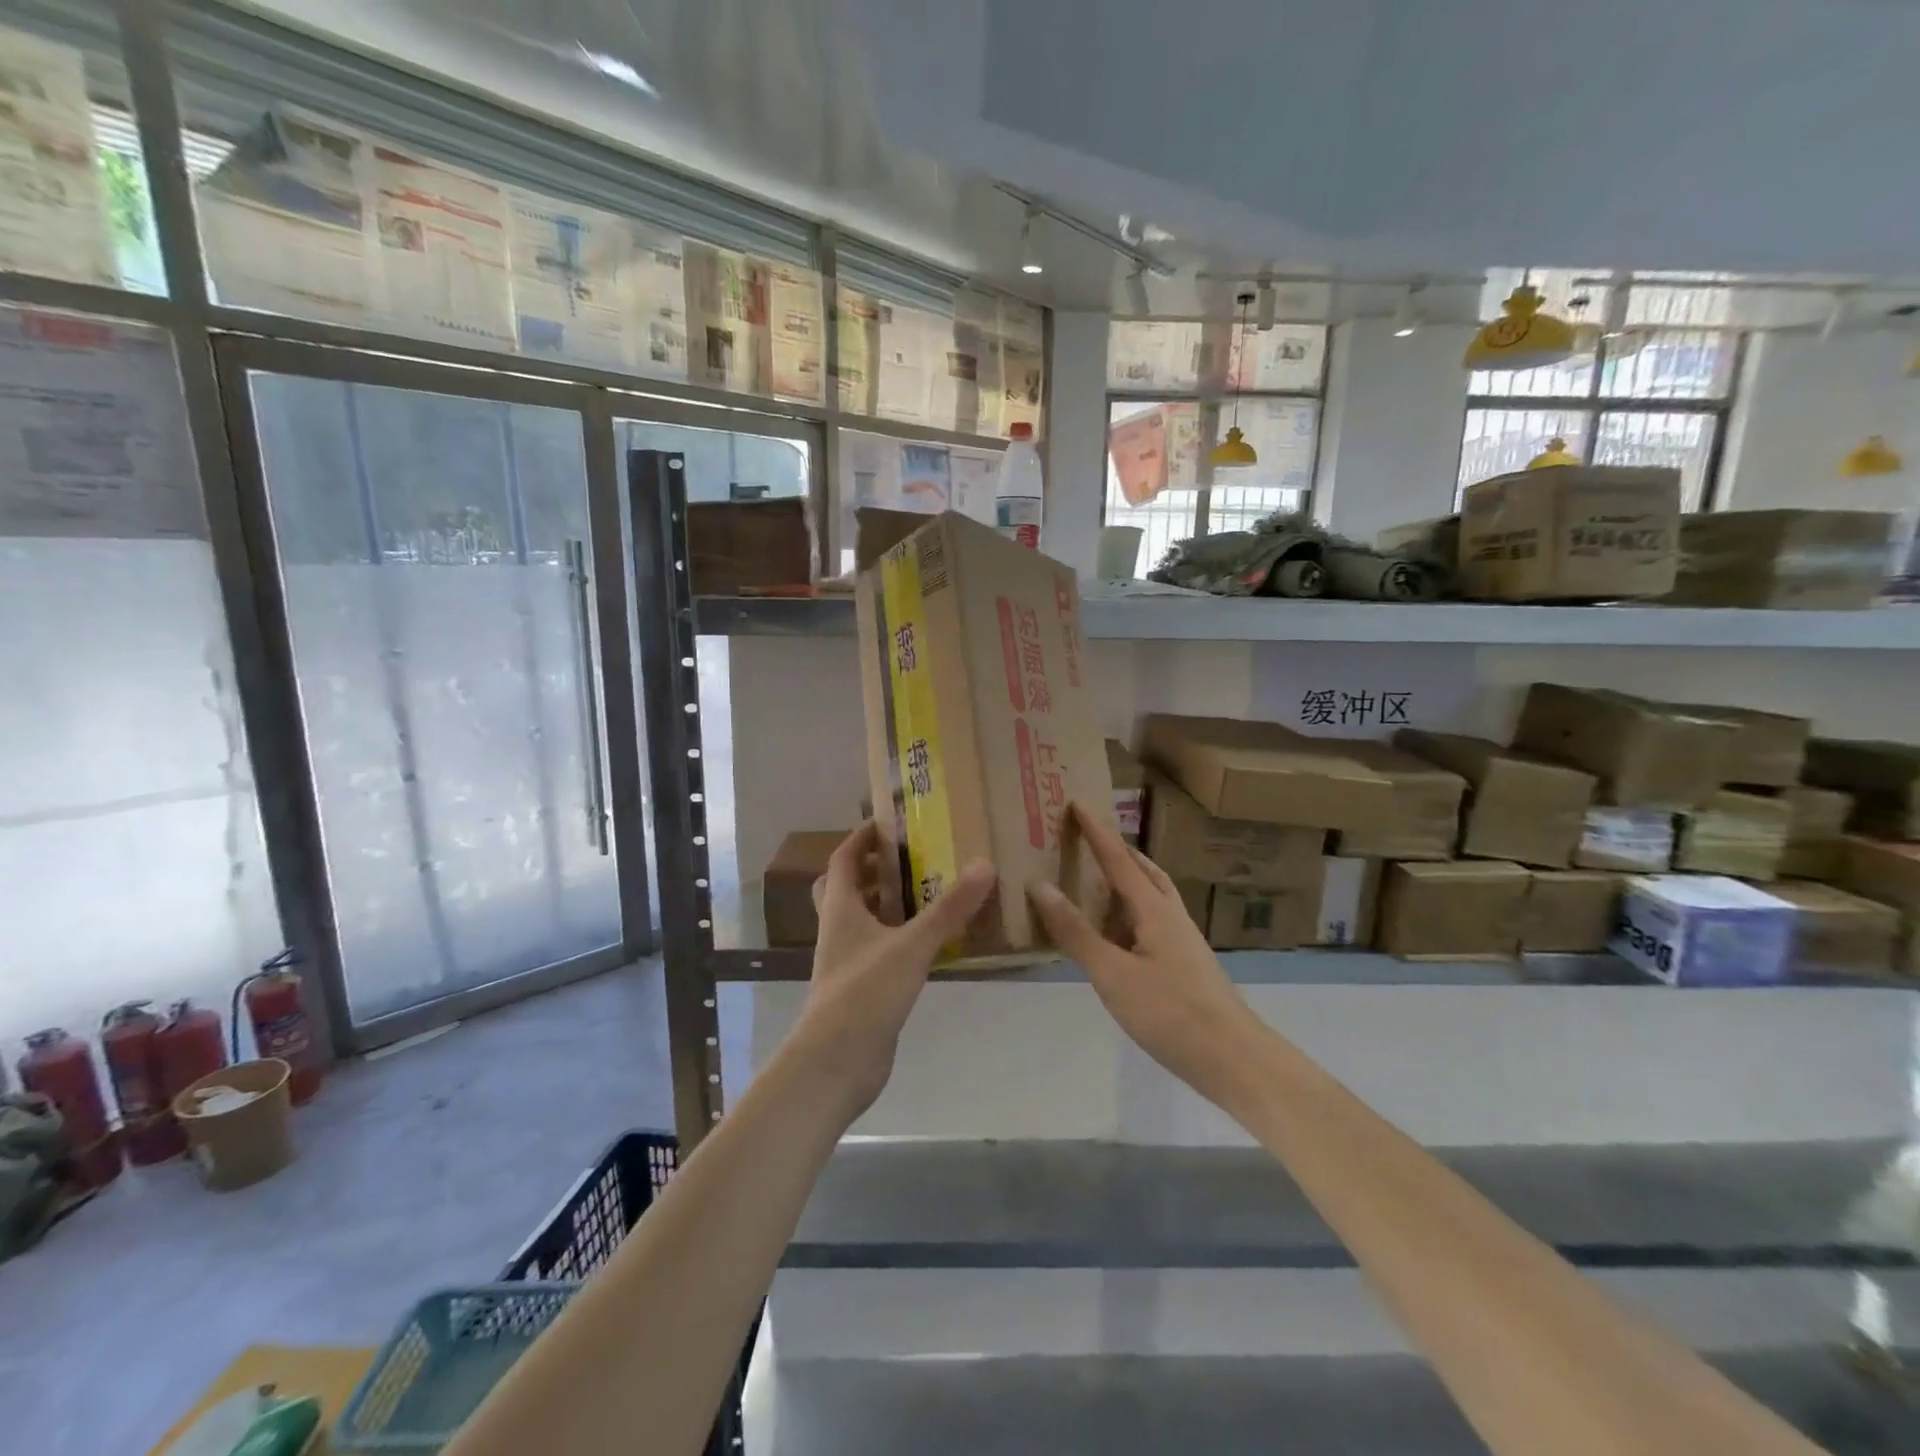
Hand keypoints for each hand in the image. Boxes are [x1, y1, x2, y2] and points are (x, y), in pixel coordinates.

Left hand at [786, 821, 995, 1119]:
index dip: (861, 837)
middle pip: (847, 887)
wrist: (836, 1063)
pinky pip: (880, 949)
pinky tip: (932, 942)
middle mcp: (839, 929)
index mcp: (840, 908)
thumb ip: (949, 909)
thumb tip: (984, 865)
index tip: (887, 822)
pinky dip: (901, 937)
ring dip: (888, 903)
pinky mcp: (863, 987)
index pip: (843, 859)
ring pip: (864, 920)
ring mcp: (849, 960)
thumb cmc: (865, 992)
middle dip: (873, 869)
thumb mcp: (912, 945)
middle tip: (909, 857)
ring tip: (929, 891)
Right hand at [1029, 804, 1263, 1099]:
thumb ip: (1076, 932)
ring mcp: (1181, 940)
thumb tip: (1040, 885)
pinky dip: (1128, 912)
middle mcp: (1170, 916)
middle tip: (1087, 839)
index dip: (1096, 832)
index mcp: (1154, 909)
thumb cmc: (1171, 1013)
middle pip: (1143, 871)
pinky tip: (1115, 933)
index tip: (1076, 802)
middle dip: (1115, 851)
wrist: (1234, 1059)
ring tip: (1096, 880)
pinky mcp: (1184, 964)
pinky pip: (1151, 921)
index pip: (1118, 859)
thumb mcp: (1113, 974)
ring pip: (1151, 896)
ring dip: (1125, 880)